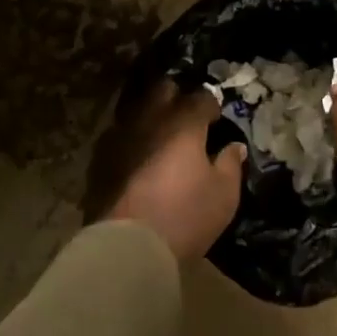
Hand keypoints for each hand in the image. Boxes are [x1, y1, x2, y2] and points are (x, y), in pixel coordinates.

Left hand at [90, 79, 245, 260]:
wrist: (129, 245)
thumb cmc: (185, 216)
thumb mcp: (223, 194)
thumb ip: (230, 164)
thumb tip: (234, 146)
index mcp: (184, 124)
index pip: (201, 97)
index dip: (211, 104)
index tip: (216, 118)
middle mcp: (151, 121)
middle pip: (163, 90)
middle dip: (176, 96)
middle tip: (187, 116)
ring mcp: (122, 137)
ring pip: (137, 110)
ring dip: (151, 116)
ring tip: (161, 135)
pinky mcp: (102, 159)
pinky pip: (119, 136)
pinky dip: (132, 140)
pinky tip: (138, 156)